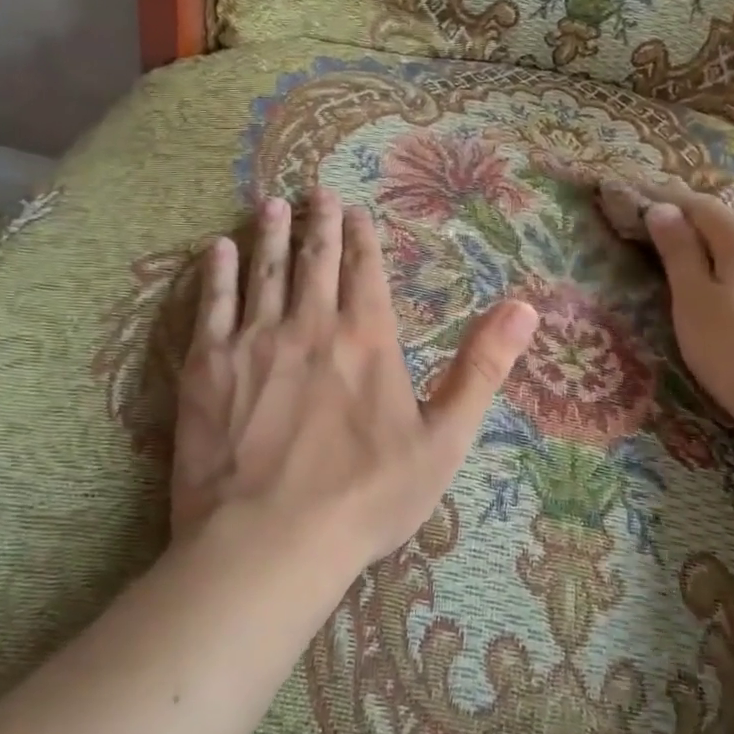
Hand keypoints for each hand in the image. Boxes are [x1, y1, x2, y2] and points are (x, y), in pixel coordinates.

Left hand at [171, 190, 537, 579]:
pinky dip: (218, 272)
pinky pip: (213, 303)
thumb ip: (482, 368)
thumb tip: (526, 307)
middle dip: (319, 221)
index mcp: (366, 337)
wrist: (268, 542)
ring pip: (266, 270)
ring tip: (272, 204)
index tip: (356, 211)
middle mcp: (310, 323)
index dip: (362, 237)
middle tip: (316, 191)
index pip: (365, 270)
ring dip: (271, 233)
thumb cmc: (365, 497)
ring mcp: (254, 340)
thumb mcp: (444, 440)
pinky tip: (217, 248)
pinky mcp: (207, 365)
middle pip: (316, 258)